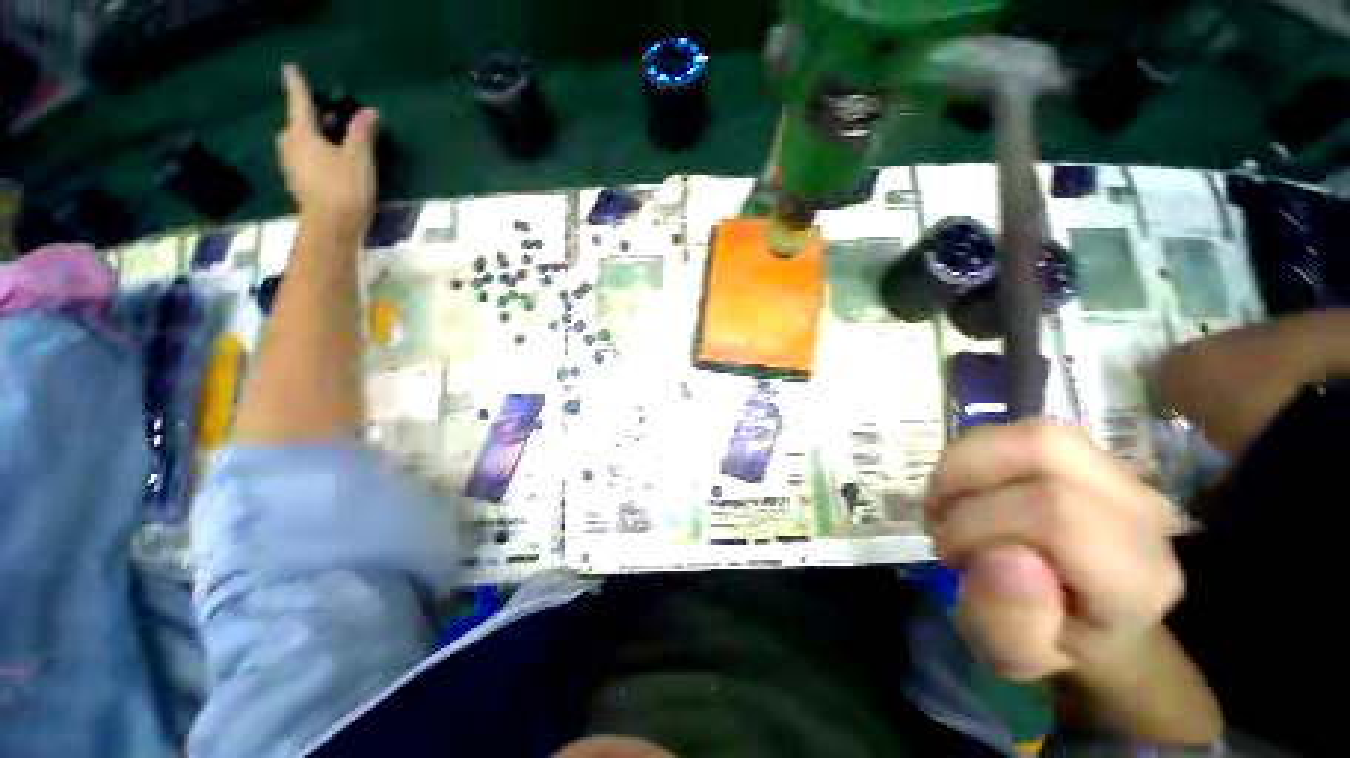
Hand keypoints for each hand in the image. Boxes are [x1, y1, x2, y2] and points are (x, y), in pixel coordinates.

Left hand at [278, 64, 378, 236]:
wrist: (331, 227)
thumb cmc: (344, 188)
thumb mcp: (359, 158)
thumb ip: (361, 133)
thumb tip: (368, 111)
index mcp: (302, 134)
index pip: (300, 103)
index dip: (297, 85)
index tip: (290, 68)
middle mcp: (291, 146)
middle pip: (298, 123)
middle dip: (311, 116)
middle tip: (328, 111)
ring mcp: (293, 166)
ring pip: (301, 141)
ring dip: (315, 134)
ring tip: (333, 135)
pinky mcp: (300, 182)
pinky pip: (306, 157)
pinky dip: (317, 151)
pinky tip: (331, 158)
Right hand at [925, 421, 1182, 681]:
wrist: (1091, 619)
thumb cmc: (1051, 640)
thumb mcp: (1016, 657)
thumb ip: (1008, 625)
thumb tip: (1004, 556)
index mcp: (1136, 577)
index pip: (1057, 514)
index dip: (981, 523)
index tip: (951, 554)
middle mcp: (1144, 513)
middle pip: (1045, 451)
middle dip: (966, 478)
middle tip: (940, 517)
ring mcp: (1124, 477)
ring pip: (1033, 432)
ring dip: (966, 460)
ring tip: (947, 498)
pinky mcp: (1093, 458)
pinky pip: (1024, 432)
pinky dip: (975, 454)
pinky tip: (963, 487)